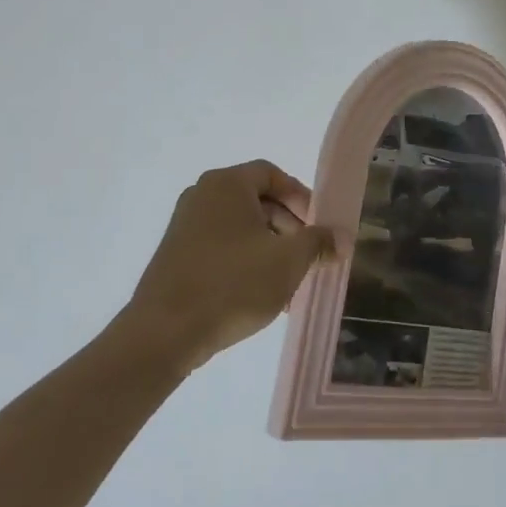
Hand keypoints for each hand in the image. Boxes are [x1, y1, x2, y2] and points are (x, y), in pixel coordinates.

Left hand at [122, 160, 335, 373]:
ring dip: (270, 249)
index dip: (301, 196)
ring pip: (241, 227)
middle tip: (308, 256)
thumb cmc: (232, 284)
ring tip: (289, 284)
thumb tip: (340, 237)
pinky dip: (245, 260)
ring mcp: (185, 225)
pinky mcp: (176, 254)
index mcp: (226, 184)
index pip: (272, 174)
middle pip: (257, 199)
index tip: (319, 226)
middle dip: (289, 227)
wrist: (165, 332)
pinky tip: (261, 294)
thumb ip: (318, 243)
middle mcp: (202, 195)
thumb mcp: (288, 262)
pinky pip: (221, 246)